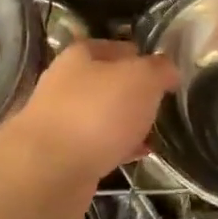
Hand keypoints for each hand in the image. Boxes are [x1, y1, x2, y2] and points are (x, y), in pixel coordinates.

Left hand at [11, 40, 179, 179]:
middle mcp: (66, 83)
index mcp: (82, 55)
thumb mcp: (142, 79)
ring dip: (128, 123)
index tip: (168, 75)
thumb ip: (160, 69)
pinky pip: (99, 145)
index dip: (145, 58)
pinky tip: (138, 155)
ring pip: (104, 116)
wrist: (49, 171)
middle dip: (137, 94)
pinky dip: (118, 148)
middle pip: (110, 83)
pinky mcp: (63, 154)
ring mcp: (61, 120)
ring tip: (156, 133)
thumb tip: (168, 69)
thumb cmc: (98, 112)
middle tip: (164, 106)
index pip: (120, 47)